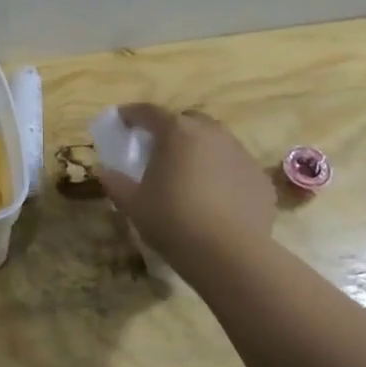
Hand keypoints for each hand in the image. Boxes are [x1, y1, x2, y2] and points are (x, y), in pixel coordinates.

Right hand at [99, 104, 274, 272]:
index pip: (149, 112)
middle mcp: (212, 133)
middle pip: (188, 120)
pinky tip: (216, 197)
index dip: (132, 114)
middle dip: (172, 128)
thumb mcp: (133, 204)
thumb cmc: (173, 220)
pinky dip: (222, 173)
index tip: (122, 120)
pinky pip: (235, 167)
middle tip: (159, 148)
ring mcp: (241, 154)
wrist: (229, 254)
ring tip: (189, 174)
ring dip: (200, 150)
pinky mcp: (260, 178)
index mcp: (177, 132)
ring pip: (216, 141)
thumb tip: (105, 171)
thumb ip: (115, 182)